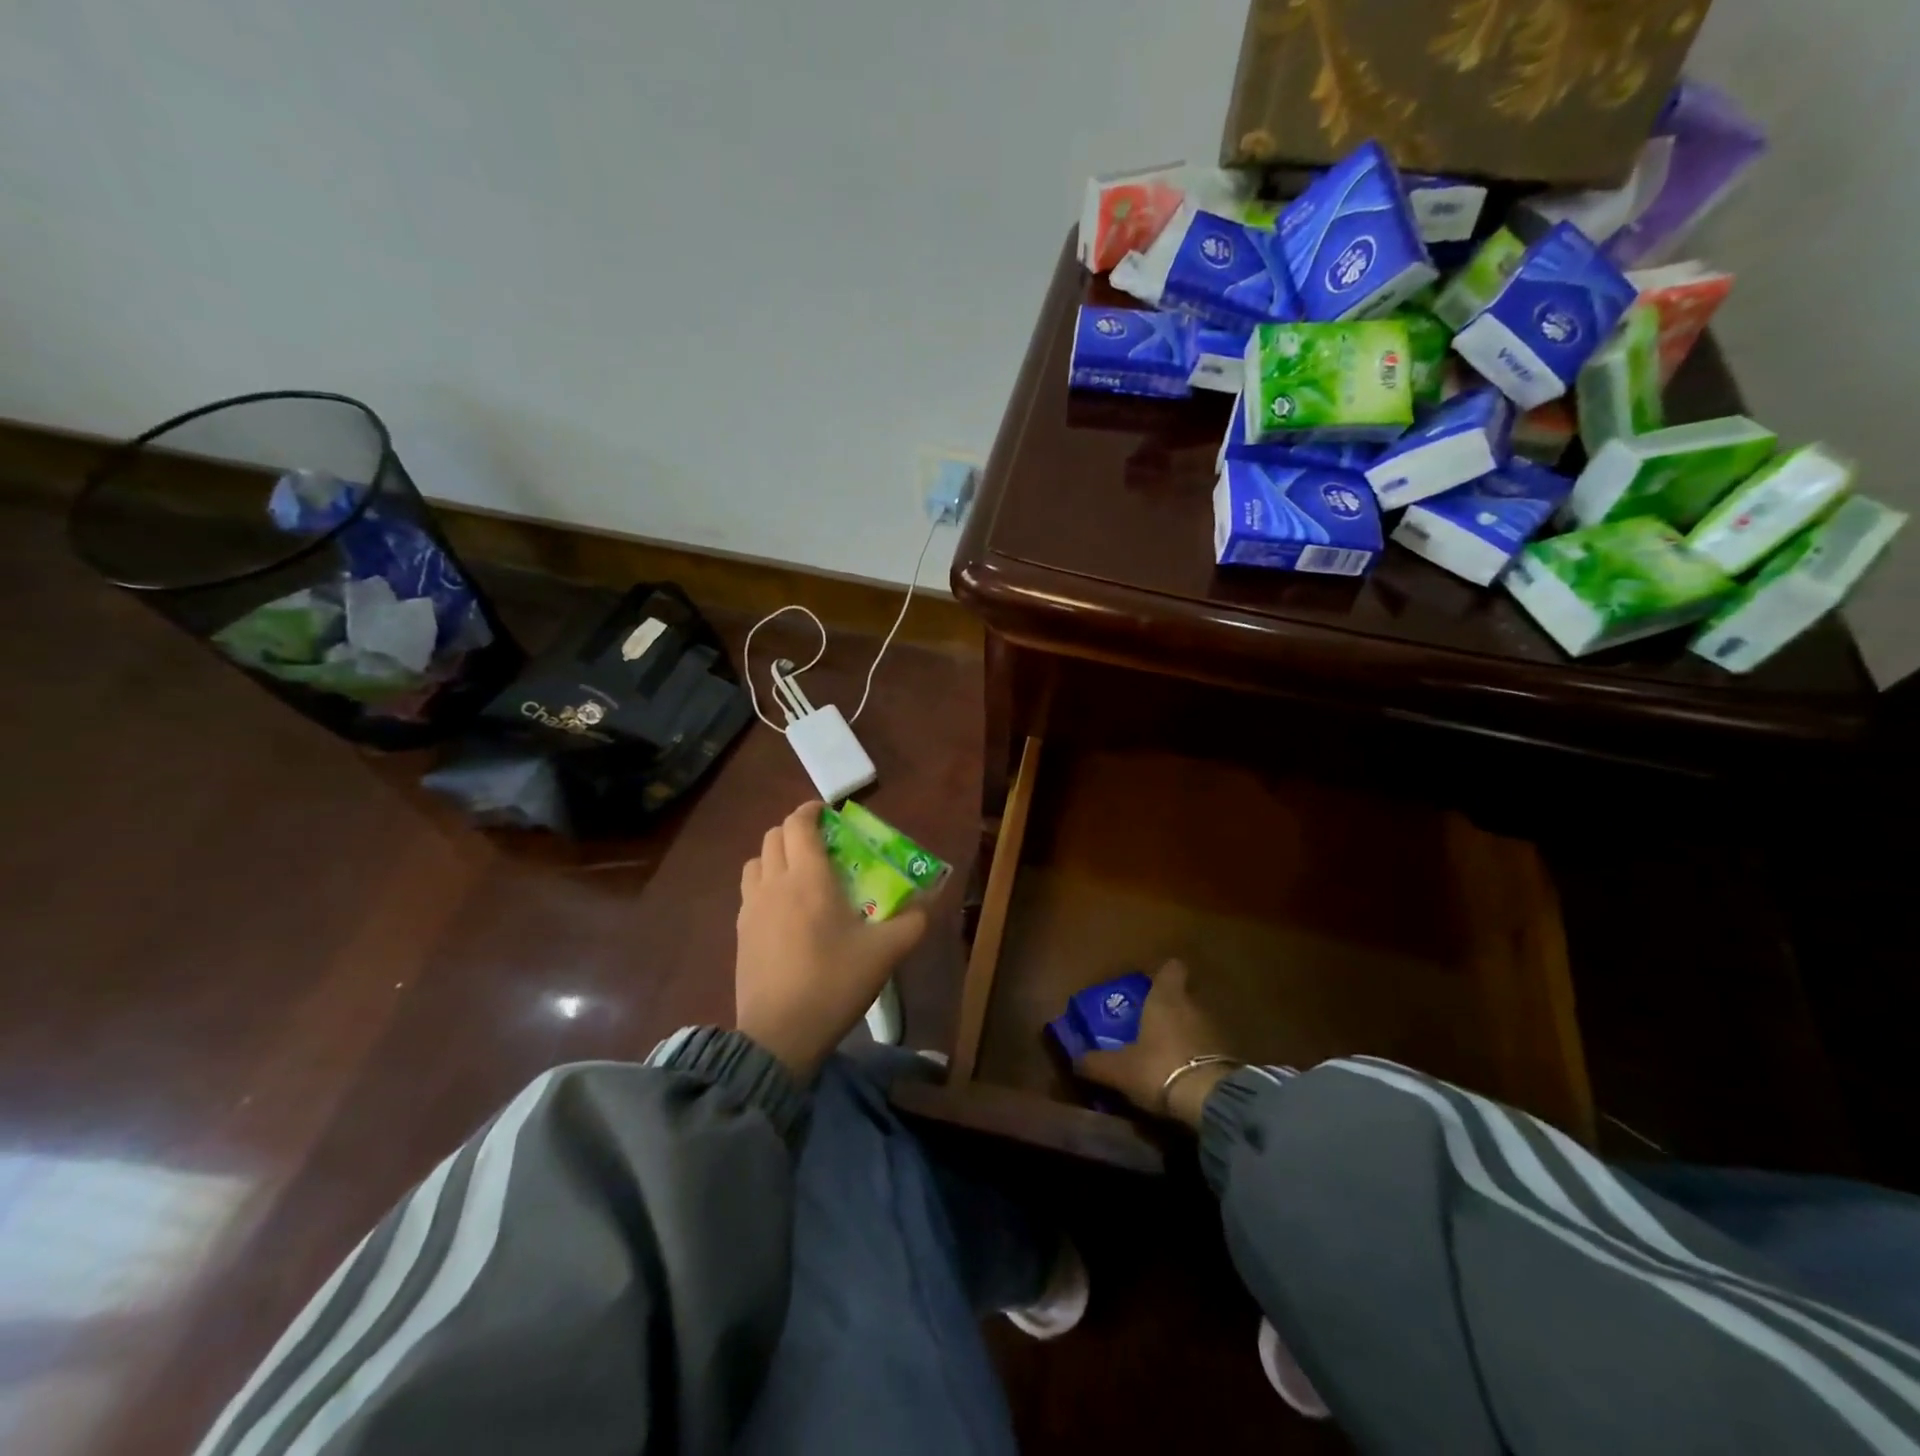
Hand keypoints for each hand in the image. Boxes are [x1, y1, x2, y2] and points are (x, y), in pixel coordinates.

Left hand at [734, 801, 928, 1079]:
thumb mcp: (885, 953)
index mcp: (808, 878)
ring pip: (756, 861)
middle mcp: (774, 883)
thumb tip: (931, 899)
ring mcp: (751, 908)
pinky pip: (749, 889)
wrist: (780, 1035)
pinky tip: (784, 908)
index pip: (799, 824)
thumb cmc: (834, 983)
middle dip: (796, 830)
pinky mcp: (740, 932)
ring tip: (799, 873)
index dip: (811, 810)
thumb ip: (913, 921)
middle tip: (822, 844)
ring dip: (776, 854)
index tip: (829, 813)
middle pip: (774, 836)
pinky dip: (765, 882)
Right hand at [1078, 960, 1232, 1128]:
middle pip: (1183, 998)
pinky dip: (1198, 1057)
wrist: (1212, 1101)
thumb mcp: (1118, 1069)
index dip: (1163, 974)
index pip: (1171, 969)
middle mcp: (1193, 1006)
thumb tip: (1075, 1059)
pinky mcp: (1231, 1057)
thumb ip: (1095, 1063)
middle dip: (1168, 1009)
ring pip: (1196, 1023)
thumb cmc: (1159, 1068)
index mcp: (1166, 998)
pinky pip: (1209, 1049)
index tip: (1151, 985)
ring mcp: (1216, 1031)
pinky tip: (1185, 1075)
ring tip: (1165, 1055)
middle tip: (1147, 1026)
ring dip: (1185, 1034)